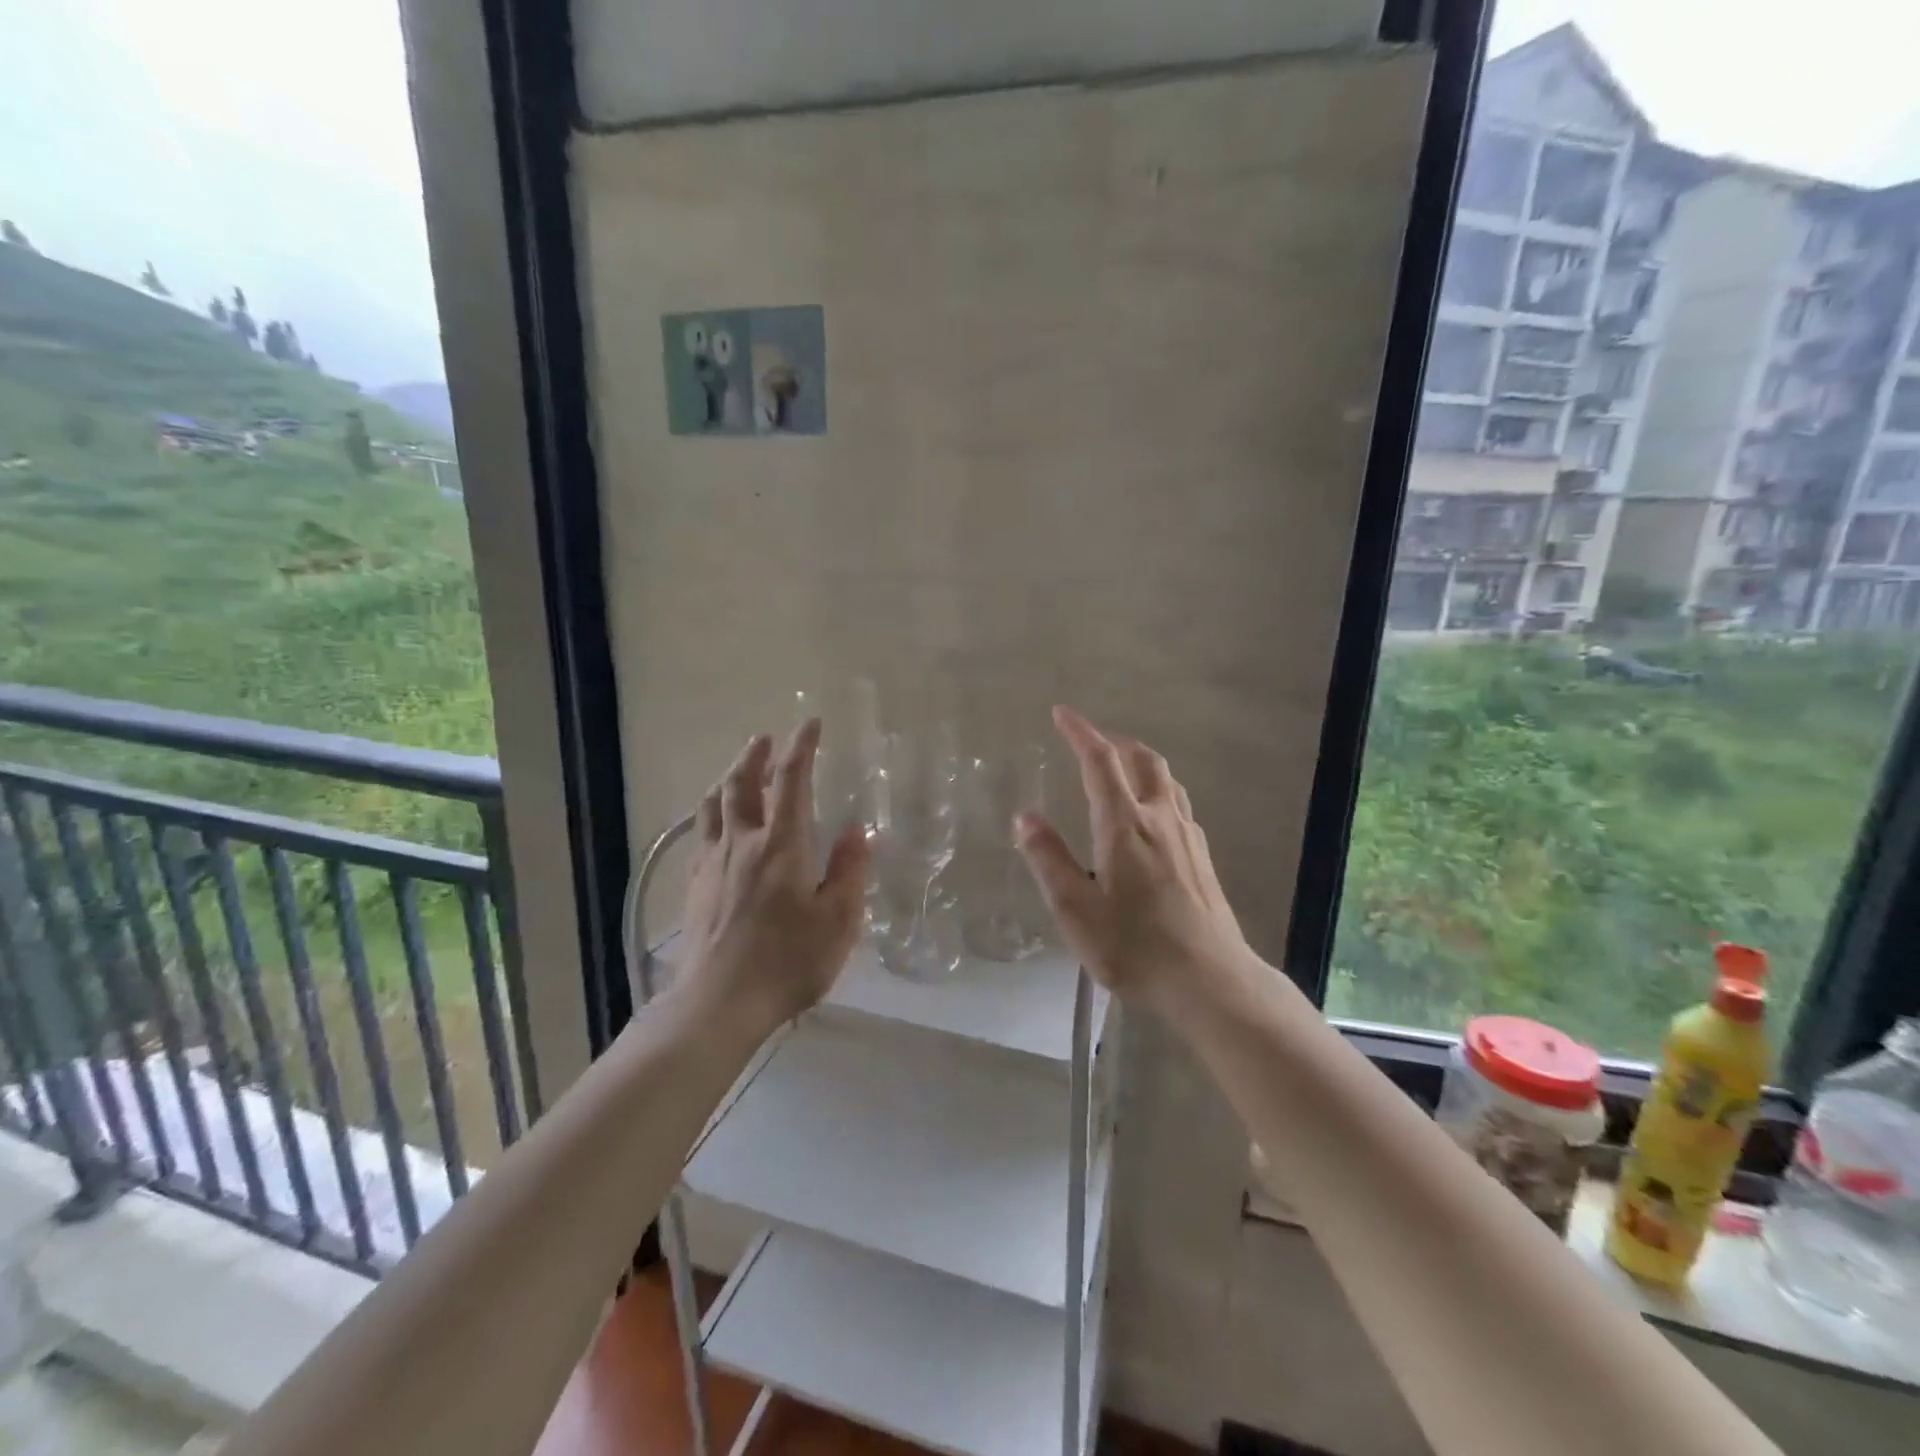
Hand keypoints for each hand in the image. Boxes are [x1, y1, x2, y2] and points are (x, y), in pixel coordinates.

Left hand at [678, 719, 870, 1031]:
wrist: (718, 1003)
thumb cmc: (787, 962)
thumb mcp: (838, 921)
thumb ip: (849, 871)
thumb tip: (857, 831)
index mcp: (781, 845)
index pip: (791, 781)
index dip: (801, 747)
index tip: (810, 723)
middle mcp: (742, 843)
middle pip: (741, 784)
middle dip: (754, 755)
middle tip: (766, 738)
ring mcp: (712, 864)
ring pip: (714, 805)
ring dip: (728, 779)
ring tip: (738, 770)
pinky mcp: (694, 887)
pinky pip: (701, 835)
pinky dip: (712, 815)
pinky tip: (718, 825)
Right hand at [1016, 706, 1253, 1013]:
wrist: (1209, 980)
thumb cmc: (1134, 946)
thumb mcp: (1075, 909)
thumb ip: (1049, 860)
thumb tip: (1025, 817)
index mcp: (1124, 826)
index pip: (1100, 762)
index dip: (1080, 733)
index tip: (1062, 713)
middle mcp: (1160, 820)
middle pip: (1143, 760)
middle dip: (1115, 742)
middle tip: (1092, 742)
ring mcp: (1187, 838)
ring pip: (1167, 780)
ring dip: (1141, 763)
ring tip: (1121, 769)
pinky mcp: (1203, 858)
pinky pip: (1178, 805)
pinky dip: (1158, 791)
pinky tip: (1152, 817)